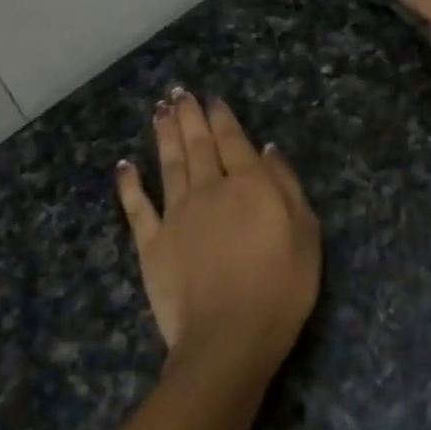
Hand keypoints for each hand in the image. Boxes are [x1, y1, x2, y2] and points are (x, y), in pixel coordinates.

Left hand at [114, 90, 320, 374]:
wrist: (229, 337)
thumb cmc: (280, 288)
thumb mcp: (306, 235)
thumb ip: (286, 187)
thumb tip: (268, 150)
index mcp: (249, 185)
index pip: (233, 141)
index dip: (222, 117)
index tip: (212, 99)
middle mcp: (209, 189)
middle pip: (198, 145)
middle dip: (189, 116)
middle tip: (178, 92)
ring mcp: (176, 215)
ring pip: (169, 164)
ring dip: (164, 135)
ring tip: (159, 110)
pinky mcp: (151, 243)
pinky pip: (137, 207)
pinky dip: (129, 184)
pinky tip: (124, 164)